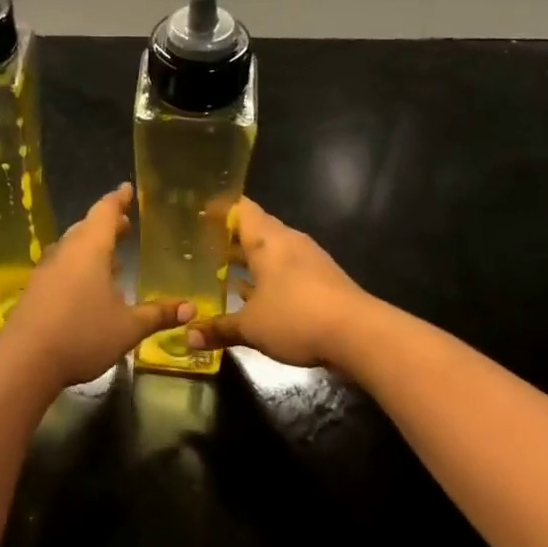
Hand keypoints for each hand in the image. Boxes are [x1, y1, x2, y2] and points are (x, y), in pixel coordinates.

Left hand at [0, 184, 190, 389]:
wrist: (25, 359)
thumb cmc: (82, 334)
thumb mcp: (128, 327)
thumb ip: (158, 315)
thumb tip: (191, 308)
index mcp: (90, 249)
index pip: (105, 212)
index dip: (118, 200)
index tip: (127, 189)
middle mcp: (66, 252)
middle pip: (87, 228)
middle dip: (107, 224)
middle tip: (125, 223)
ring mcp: (47, 270)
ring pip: (73, 247)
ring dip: (92, 246)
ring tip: (113, 256)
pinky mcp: (36, 289)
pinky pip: (63, 266)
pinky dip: (79, 266)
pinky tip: (89, 286)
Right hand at [184, 198, 367, 369]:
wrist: (360, 335)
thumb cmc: (296, 317)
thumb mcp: (251, 327)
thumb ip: (219, 329)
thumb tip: (187, 337)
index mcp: (267, 241)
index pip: (240, 209)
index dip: (219, 209)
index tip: (199, 214)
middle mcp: (288, 242)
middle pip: (257, 228)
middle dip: (231, 236)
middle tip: (204, 245)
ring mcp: (309, 260)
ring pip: (273, 250)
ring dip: (250, 259)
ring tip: (223, 270)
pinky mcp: (323, 280)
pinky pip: (287, 269)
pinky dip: (268, 276)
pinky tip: (255, 296)